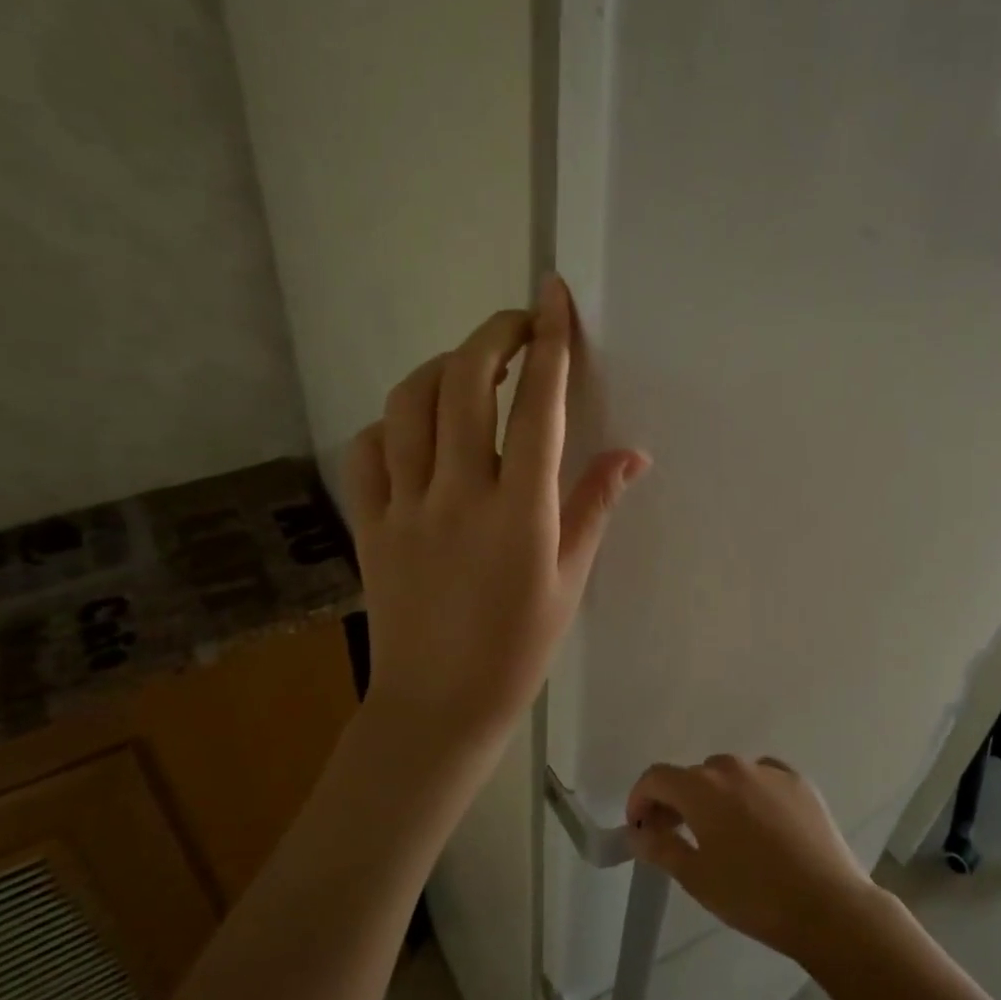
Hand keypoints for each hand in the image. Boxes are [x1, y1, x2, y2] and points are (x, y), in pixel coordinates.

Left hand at [339, 275, 648, 773]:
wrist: (438, 704)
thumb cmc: (518, 648)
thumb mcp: (570, 579)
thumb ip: (595, 506)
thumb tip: (632, 454)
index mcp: (520, 511)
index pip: (537, 406)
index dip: (548, 342)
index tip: (552, 295)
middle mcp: (459, 494)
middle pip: (467, 383)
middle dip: (494, 335)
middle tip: (517, 324)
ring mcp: (405, 506)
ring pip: (410, 403)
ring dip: (442, 367)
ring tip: (469, 367)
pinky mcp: (370, 523)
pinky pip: (368, 449)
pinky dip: (390, 422)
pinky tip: (414, 428)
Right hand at [626, 756, 890, 965]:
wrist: (828, 906)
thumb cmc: (753, 896)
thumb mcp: (696, 878)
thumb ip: (660, 846)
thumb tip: (638, 830)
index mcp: (702, 788)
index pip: (656, 778)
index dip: (640, 799)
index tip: (639, 827)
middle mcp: (733, 767)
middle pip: (692, 776)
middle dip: (676, 801)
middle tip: (676, 835)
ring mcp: (769, 771)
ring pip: (728, 775)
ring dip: (714, 796)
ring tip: (721, 833)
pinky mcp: (799, 782)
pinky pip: (761, 778)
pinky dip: (750, 793)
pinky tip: (758, 824)